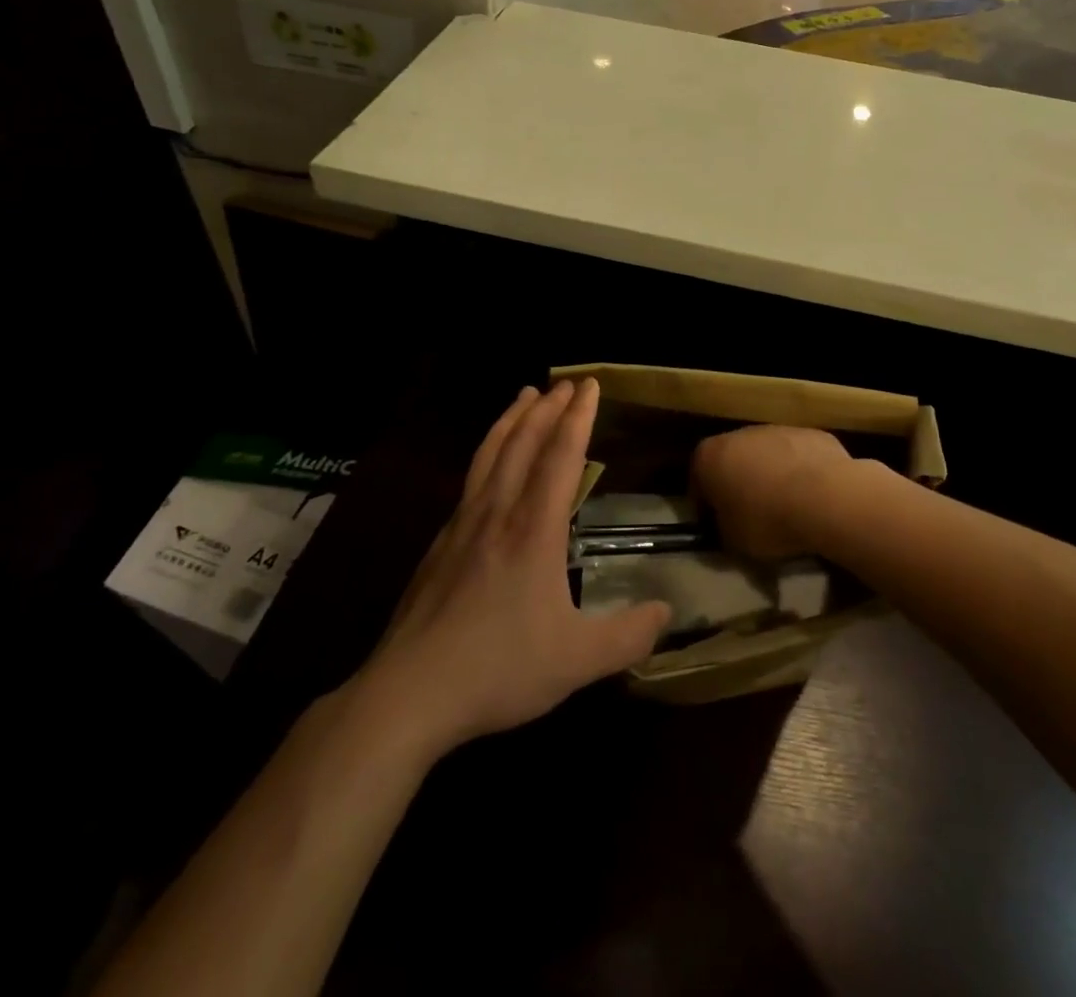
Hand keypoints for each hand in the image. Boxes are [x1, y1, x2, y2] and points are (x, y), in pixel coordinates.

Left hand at [358, 380, 669, 755]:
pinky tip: (488, 462)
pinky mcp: (440, 544)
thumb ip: (628, 636)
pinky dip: (487, 451)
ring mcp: (462, 525)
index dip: (578, 418)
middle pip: (524, 443)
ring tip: (524, 395)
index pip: (561, 457)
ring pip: (490, 454)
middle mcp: (498, 513)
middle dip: (548, 408)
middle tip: (566, 382)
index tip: (589, 385)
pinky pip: (470, 479)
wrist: (408, 693)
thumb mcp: (577, 661)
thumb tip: (666, 612)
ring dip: (512, 420)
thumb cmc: (499, 669)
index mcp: (533, 530)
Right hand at [691, 425, 853, 561]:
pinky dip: (801, 472)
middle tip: (750, 515)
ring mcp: (778, 429)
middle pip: (733, 460)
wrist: (826, 497)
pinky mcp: (812, 433)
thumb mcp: (732, 540)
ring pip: (767, 455)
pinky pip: (798, 456)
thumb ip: (722, 528)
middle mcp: (740, 433)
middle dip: (738, 484)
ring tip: (785, 507)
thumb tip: (726, 525)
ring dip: (771, 475)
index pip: (697, 481)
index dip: (705, 506)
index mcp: (710, 456)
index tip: (716, 525)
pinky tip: (812, 497)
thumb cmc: (767, 519)